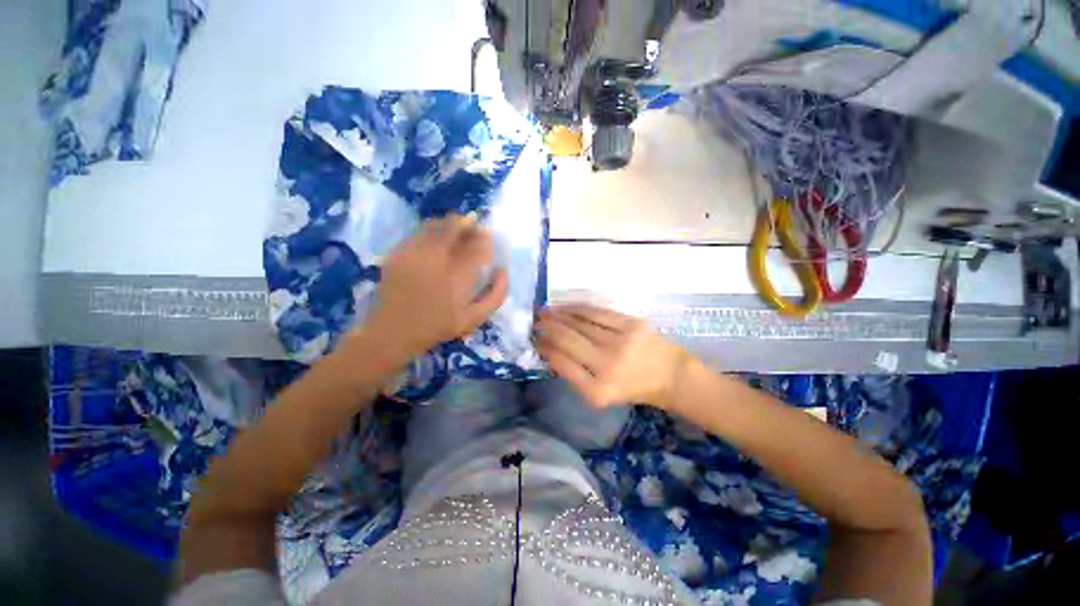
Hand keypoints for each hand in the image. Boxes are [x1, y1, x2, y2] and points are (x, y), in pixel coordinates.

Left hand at [363, 214, 508, 361]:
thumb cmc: (438, 325)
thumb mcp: (474, 318)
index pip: (477, 243)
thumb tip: (502, 270)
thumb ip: (495, 295)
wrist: (394, 331)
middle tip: (474, 228)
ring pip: (436, 225)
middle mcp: (436, 258)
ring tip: (457, 230)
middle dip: (468, 224)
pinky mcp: (398, 253)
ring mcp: (414, 252)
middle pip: (455, 226)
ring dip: (450, 224)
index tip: (488, 237)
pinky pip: (418, 233)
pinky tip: (436, 242)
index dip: (485, 236)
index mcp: (458, 274)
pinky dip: (431, 231)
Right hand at [534, 304, 688, 409]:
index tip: (536, 340)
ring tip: (546, 312)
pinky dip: (577, 308)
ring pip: (579, 323)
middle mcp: (607, 366)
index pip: (561, 363)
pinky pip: (596, 312)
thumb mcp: (600, 394)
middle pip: (567, 340)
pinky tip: (566, 307)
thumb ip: (575, 375)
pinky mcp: (631, 324)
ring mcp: (620, 343)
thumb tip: (551, 350)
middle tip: (536, 321)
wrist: (670, 375)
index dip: (545, 348)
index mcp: (597, 391)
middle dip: (547, 328)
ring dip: (559, 316)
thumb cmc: (631, 388)